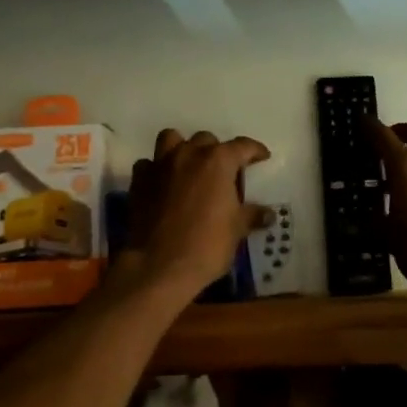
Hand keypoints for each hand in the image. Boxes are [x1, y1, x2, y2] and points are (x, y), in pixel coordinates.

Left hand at [124, 129, 271, 296]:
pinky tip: (163, 185)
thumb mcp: (236, 230)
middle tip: (223, 173)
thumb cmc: (206, 245)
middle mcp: (189, 154)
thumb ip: (252, 215)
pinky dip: (157, 170)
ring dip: (182, 149)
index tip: (262, 157)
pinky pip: (148, 164)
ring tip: (189, 167)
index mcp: (218, 161)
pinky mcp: (139, 181)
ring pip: (171, 139)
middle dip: (216, 152)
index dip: (255, 150)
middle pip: (206, 140)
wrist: (159, 266)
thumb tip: (268, 214)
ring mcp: (160, 165)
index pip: (242, 146)